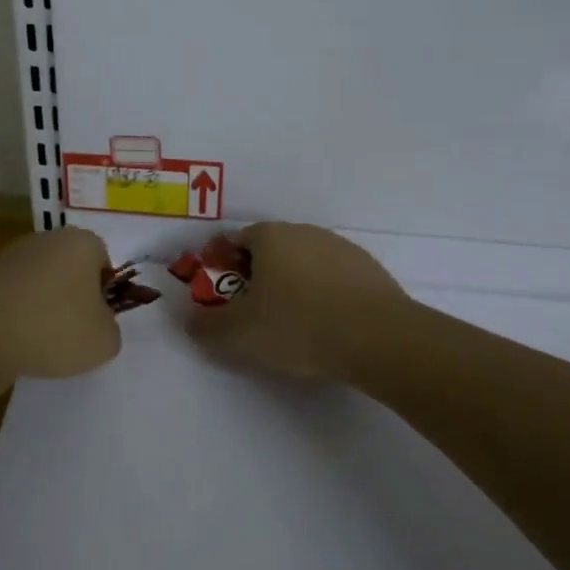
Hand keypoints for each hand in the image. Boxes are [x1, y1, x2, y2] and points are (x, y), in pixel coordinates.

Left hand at [0, 226, 121, 380]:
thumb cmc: (55, 327)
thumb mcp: (104, 341)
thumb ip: (110, 329)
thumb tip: (96, 324)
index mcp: (82, 242)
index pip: (103, 261)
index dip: (104, 291)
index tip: (96, 319)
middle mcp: (47, 238)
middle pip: (70, 268)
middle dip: (73, 297)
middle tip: (73, 332)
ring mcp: (12, 255)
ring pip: (41, 282)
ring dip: (44, 306)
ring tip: (41, 341)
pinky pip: (14, 296)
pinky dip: (18, 314)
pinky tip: (15, 339)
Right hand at [188, 223, 412, 380]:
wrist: (379, 338)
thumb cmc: (299, 325)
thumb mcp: (239, 334)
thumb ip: (206, 326)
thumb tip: (189, 320)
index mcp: (271, 236)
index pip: (236, 240)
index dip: (223, 265)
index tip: (222, 295)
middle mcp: (305, 232)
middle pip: (270, 249)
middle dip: (257, 276)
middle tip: (252, 312)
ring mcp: (341, 248)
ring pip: (304, 263)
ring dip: (292, 284)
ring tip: (291, 323)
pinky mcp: (369, 270)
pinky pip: (333, 279)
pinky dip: (323, 295)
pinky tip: (326, 325)